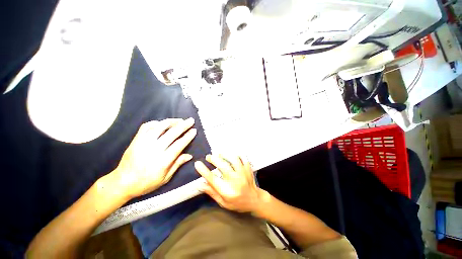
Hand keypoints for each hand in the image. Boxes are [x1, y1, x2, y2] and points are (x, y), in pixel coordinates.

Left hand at [113, 118, 196, 198]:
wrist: (123, 182)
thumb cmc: (147, 182)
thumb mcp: (165, 178)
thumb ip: (177, 164)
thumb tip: (190, 155)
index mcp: (163, 160)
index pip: (179, 144)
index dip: (188, 136)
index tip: (194, 130)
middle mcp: (154, 149)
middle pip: (172, 133)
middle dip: (183, 125)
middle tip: (191, 120)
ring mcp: (144, 143)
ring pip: (160, 127)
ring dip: (171, 121)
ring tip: (180, 120)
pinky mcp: (136, 140)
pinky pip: (146, 127)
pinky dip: (156, 123)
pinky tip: (162, 123)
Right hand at [194, 154, 262, 212]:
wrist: (255, 200)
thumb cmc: (237, 203)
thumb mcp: (223, 202)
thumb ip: (212, 192)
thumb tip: (200, 184)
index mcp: (227, 191)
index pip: (213, 179)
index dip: (204, 171)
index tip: (197, 163)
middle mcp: (235, 181)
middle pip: (223, 166)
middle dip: (214, 159)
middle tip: (208, 156)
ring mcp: (243, 173)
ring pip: (233, 159)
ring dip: (224, 154)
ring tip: (218, 153)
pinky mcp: (248, 168)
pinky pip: (243, 157)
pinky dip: (236, 154)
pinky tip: (231, 153)